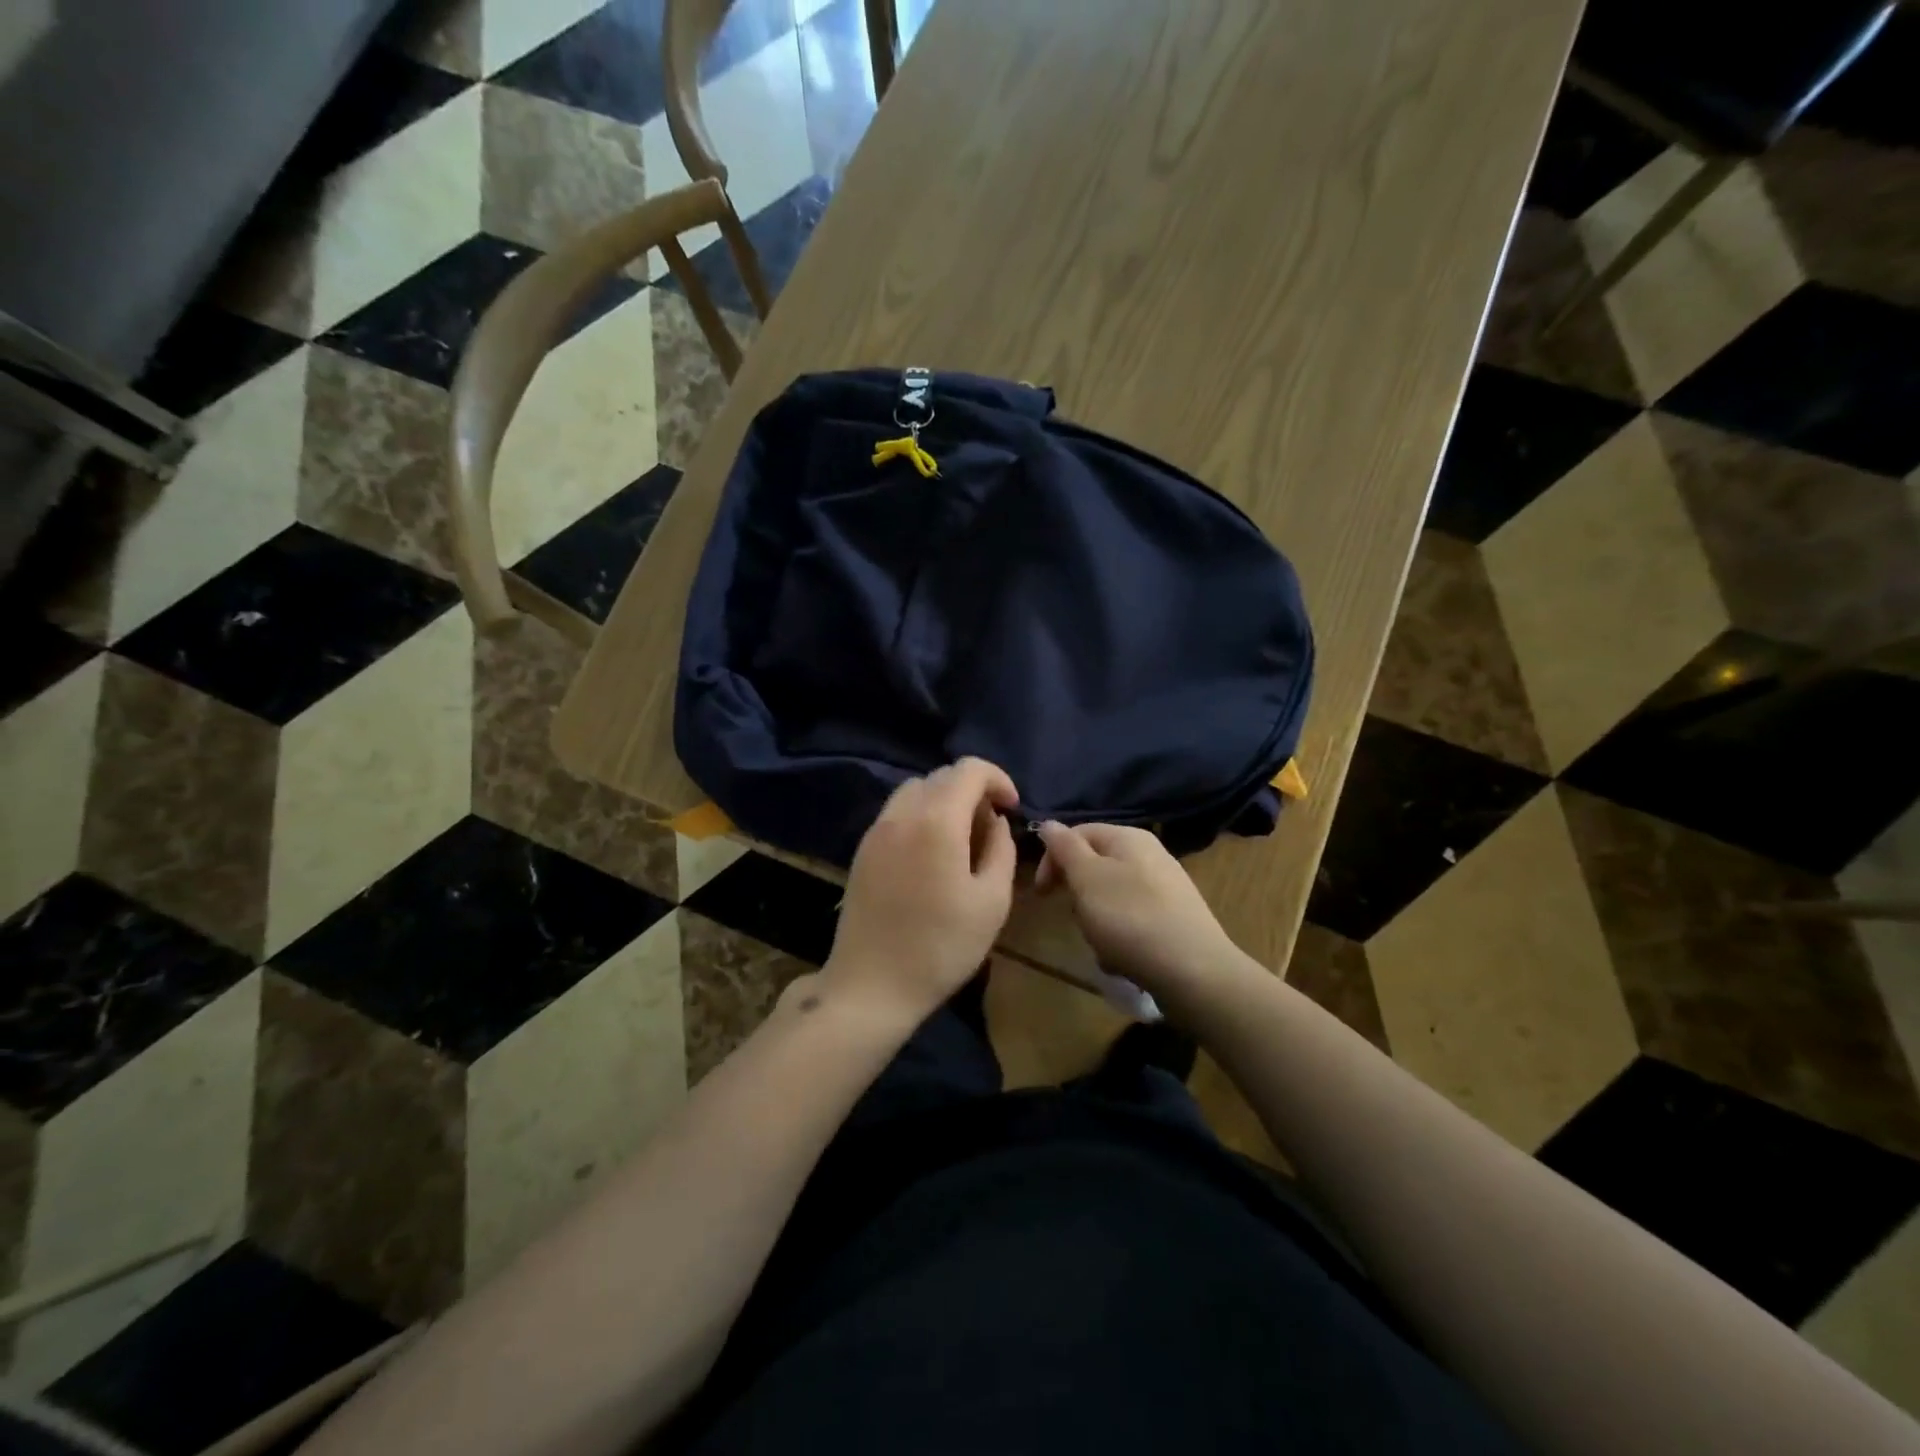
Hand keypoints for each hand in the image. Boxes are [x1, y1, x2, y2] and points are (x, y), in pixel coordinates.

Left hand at [824, 758, 1020, 1022]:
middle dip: (973, 791)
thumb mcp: (991, 902)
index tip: (1011, 809)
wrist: (870, 985)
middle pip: (942, 776)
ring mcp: (876, 829)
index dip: (997, 779)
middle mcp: (902, 813)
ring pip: (916, 790)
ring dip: (945, 801)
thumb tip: (995, 822)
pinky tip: (931, 856)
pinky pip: (897, 813)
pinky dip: (921, 816)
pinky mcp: (862, 849)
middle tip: (990, 830)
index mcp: (936, 820)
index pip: (969, 769)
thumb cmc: (940, 947)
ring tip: (961, 841)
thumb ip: (1001, 849)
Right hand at [1035, 822, 1241, 1002]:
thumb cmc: (1130, 918)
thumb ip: (1064, 848)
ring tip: (1101, 945)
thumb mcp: (1087, 878)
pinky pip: (1133, 922)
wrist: (1194, 972)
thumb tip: (1049, 823)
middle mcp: (1150, 855)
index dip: (1052, 858)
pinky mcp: (1174, 919)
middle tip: (1075, 918)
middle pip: (1095, 866)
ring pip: (1111, 897)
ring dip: (1097, 921)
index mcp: (1128, 837)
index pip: (1077, 833)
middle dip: (1077, 893)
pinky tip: (1121, 960)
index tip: (1041, 892)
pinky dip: (1120, 939)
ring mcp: (1165, 887)